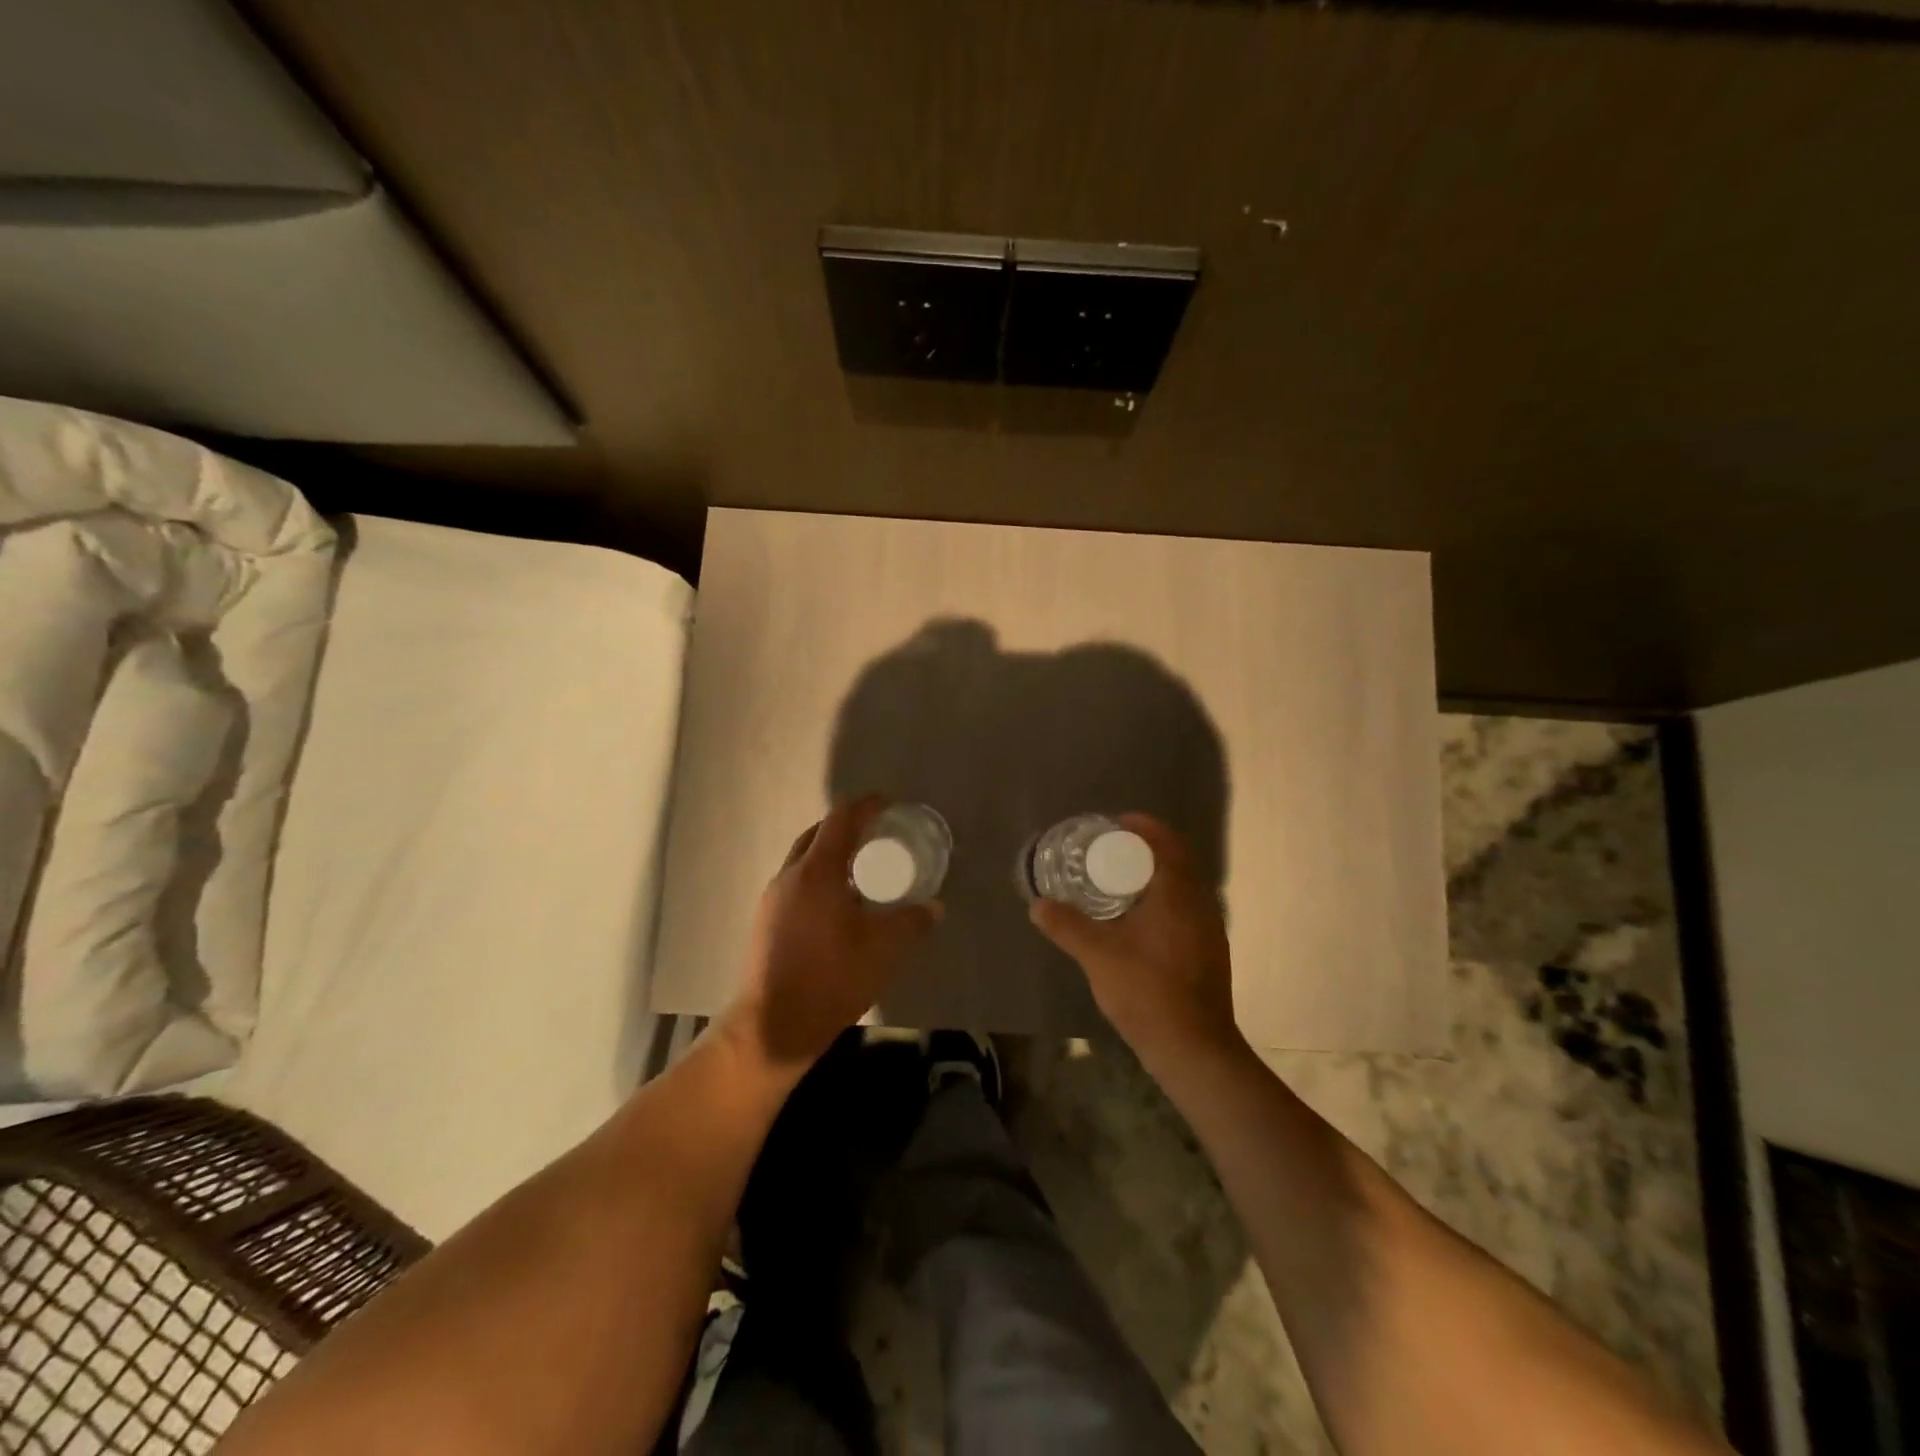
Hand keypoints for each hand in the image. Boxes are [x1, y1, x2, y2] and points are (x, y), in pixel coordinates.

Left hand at [722, 796, 940, 1074]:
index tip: (888, 803)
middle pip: (817, 834)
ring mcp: (772, 899)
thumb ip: (913, 922)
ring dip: (829, 854)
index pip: (841, 820)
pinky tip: (837, 904)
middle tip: (876, 835)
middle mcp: (790, 875)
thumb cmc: (831, 979)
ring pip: (803, 859)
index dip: (865, 806)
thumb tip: (935, 907)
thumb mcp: (884, 949)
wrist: (773, 1027)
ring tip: (860, 869)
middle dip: (846, 826)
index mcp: (817, 871)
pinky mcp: (765, 921)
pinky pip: (795, 882)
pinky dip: (817, 877)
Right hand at [1029, 814, 1240, 1069]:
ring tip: (1116, 883)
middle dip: (1144, 851)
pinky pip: (1184, 911)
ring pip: (1181, 889)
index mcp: (1179, 894)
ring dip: (1153, 878)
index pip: (1168, 843)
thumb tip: (1037, 904)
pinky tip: (1135, 924)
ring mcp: (1209, 931)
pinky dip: (1161, 903)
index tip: (1115, 824)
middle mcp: (1200, 905)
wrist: (1194, 1050)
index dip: (1144, 827)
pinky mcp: (1208, 954)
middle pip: (1175, 862)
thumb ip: (1066, 926)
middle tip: (1108, 852)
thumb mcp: (1098, 955)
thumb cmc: (1148, 992)